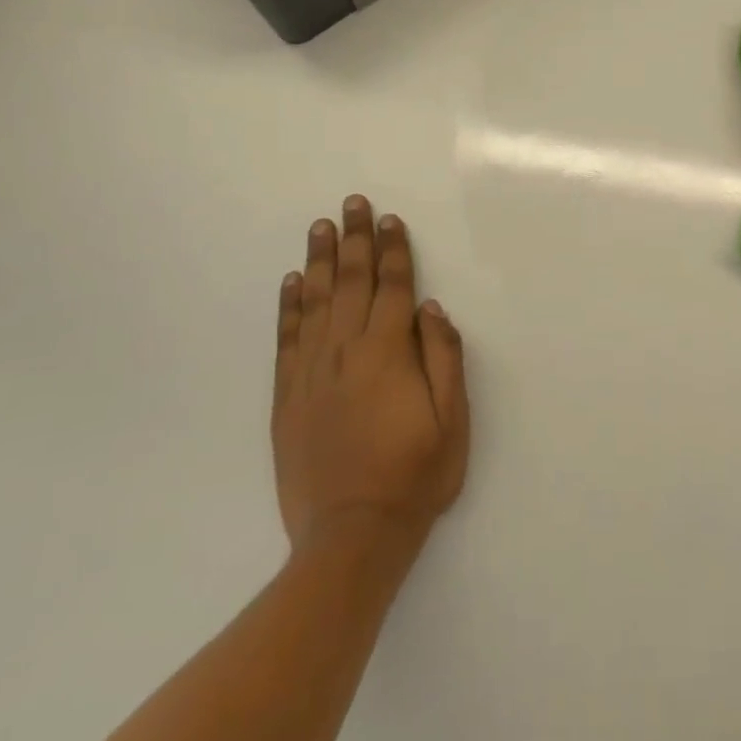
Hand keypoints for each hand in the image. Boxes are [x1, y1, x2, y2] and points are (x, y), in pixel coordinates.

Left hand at [274, 196, 469, 559]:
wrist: (351, 537)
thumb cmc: (414, 477)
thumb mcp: (452, 421)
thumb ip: (444, 359)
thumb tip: (431, 309)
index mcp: (389, 352)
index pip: (393, 286)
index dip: (393, 250)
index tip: (389, 219)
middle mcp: (346, 350)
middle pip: (351, 281)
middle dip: (354, 239)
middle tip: (352, 203)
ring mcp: (312, 371)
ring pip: (316, 301)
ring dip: (320, 260)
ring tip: (320, 227)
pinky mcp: (288, 395)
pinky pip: (288, 337)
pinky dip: (289, 305)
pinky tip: (293, 281)